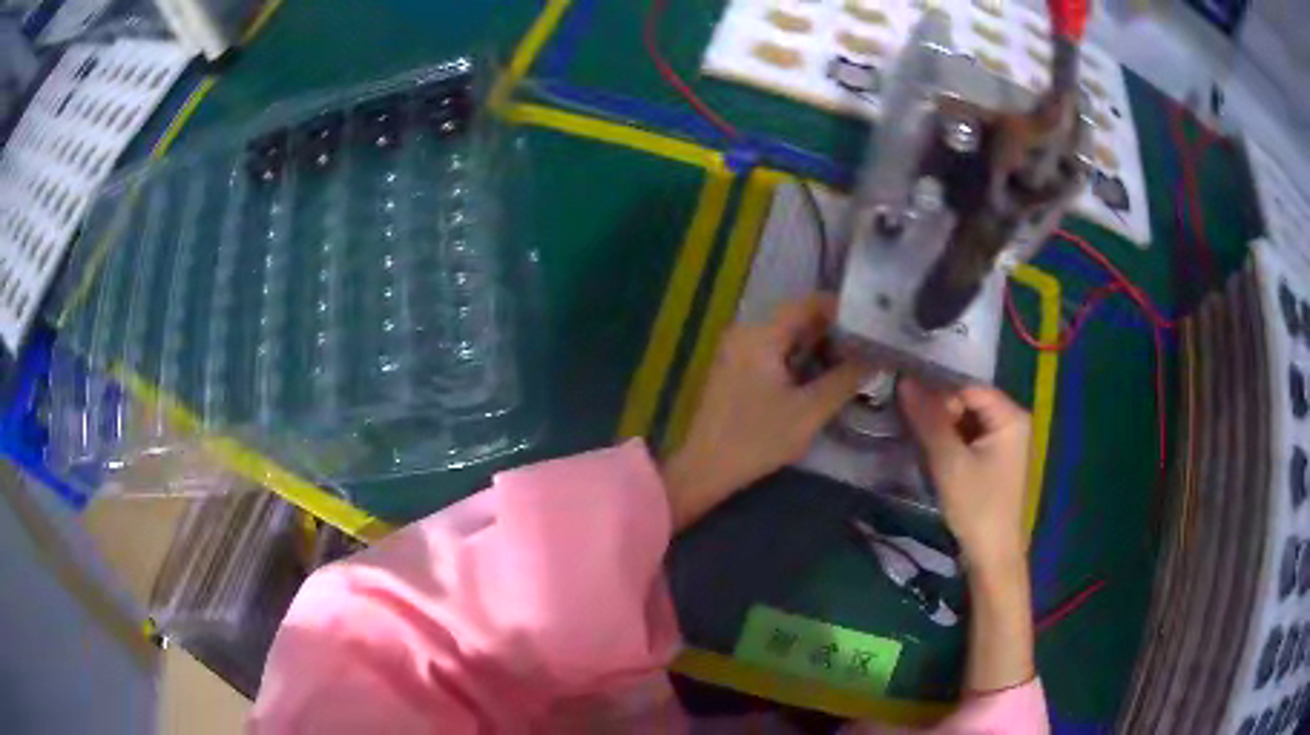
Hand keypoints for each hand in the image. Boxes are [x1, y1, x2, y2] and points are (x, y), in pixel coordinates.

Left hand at [662, 295, 869, 529]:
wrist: (703, 470)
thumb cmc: (757, 439)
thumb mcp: (809, 411)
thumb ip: (845, 379)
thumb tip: (877, 357)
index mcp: (761, 334)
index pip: (809, 303)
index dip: (843, 309)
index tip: (873, 321)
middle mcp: (746, 332)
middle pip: (797, 318)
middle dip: (834, 330)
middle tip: (870, 344)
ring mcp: (736, 351)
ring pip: (786, 337)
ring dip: (818, 347)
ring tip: (854, 360)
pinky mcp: (734, 370)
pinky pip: (773, 352)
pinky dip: (799, 359)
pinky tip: (822, 377)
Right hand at [898, 378, 1031, 571]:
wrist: (991, 555)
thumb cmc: (977, 507)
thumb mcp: (949, 463)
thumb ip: (929, 420)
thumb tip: (904, 381)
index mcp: (1010, 416)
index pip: (967, 387)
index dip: (938, 394)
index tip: (908, 407)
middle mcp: (1011, 420)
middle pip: (967, 401)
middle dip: (938, 412)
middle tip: (911, 428)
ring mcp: (1003, 439)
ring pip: (964, 420)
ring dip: (940, 428)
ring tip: (916, 439)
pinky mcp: (993, 457)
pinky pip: (967, 436)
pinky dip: (948, 441)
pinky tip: (931, 453)